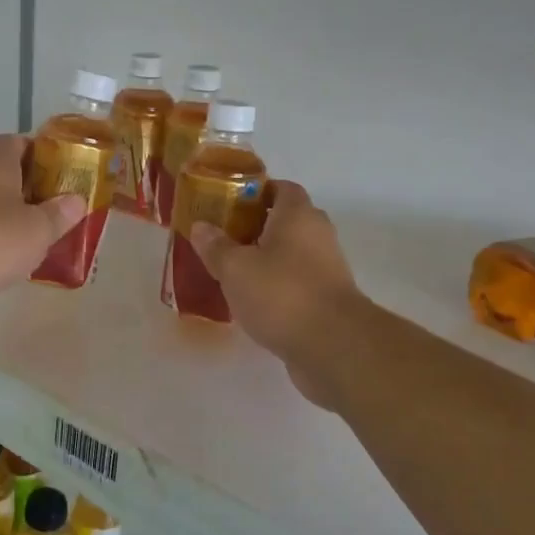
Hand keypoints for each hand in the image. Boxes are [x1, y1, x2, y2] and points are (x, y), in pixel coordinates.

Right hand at [189, 181, 366, 393]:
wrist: (333, 346)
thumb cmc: (281, 294)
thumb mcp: (236, 268)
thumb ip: (216, 246)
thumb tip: (201, 226)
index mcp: (298, 215)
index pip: (281, 188)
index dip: (255, 191)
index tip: (228, 203)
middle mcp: (318, 234)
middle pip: (285, 220)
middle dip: (255, 227)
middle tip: (223, 237)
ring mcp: (327, 268)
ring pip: (291, 253)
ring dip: (265, 259)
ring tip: (231, 270)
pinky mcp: (328, 299)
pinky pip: (297, 281)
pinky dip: (276, 285)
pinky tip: (252, 300)